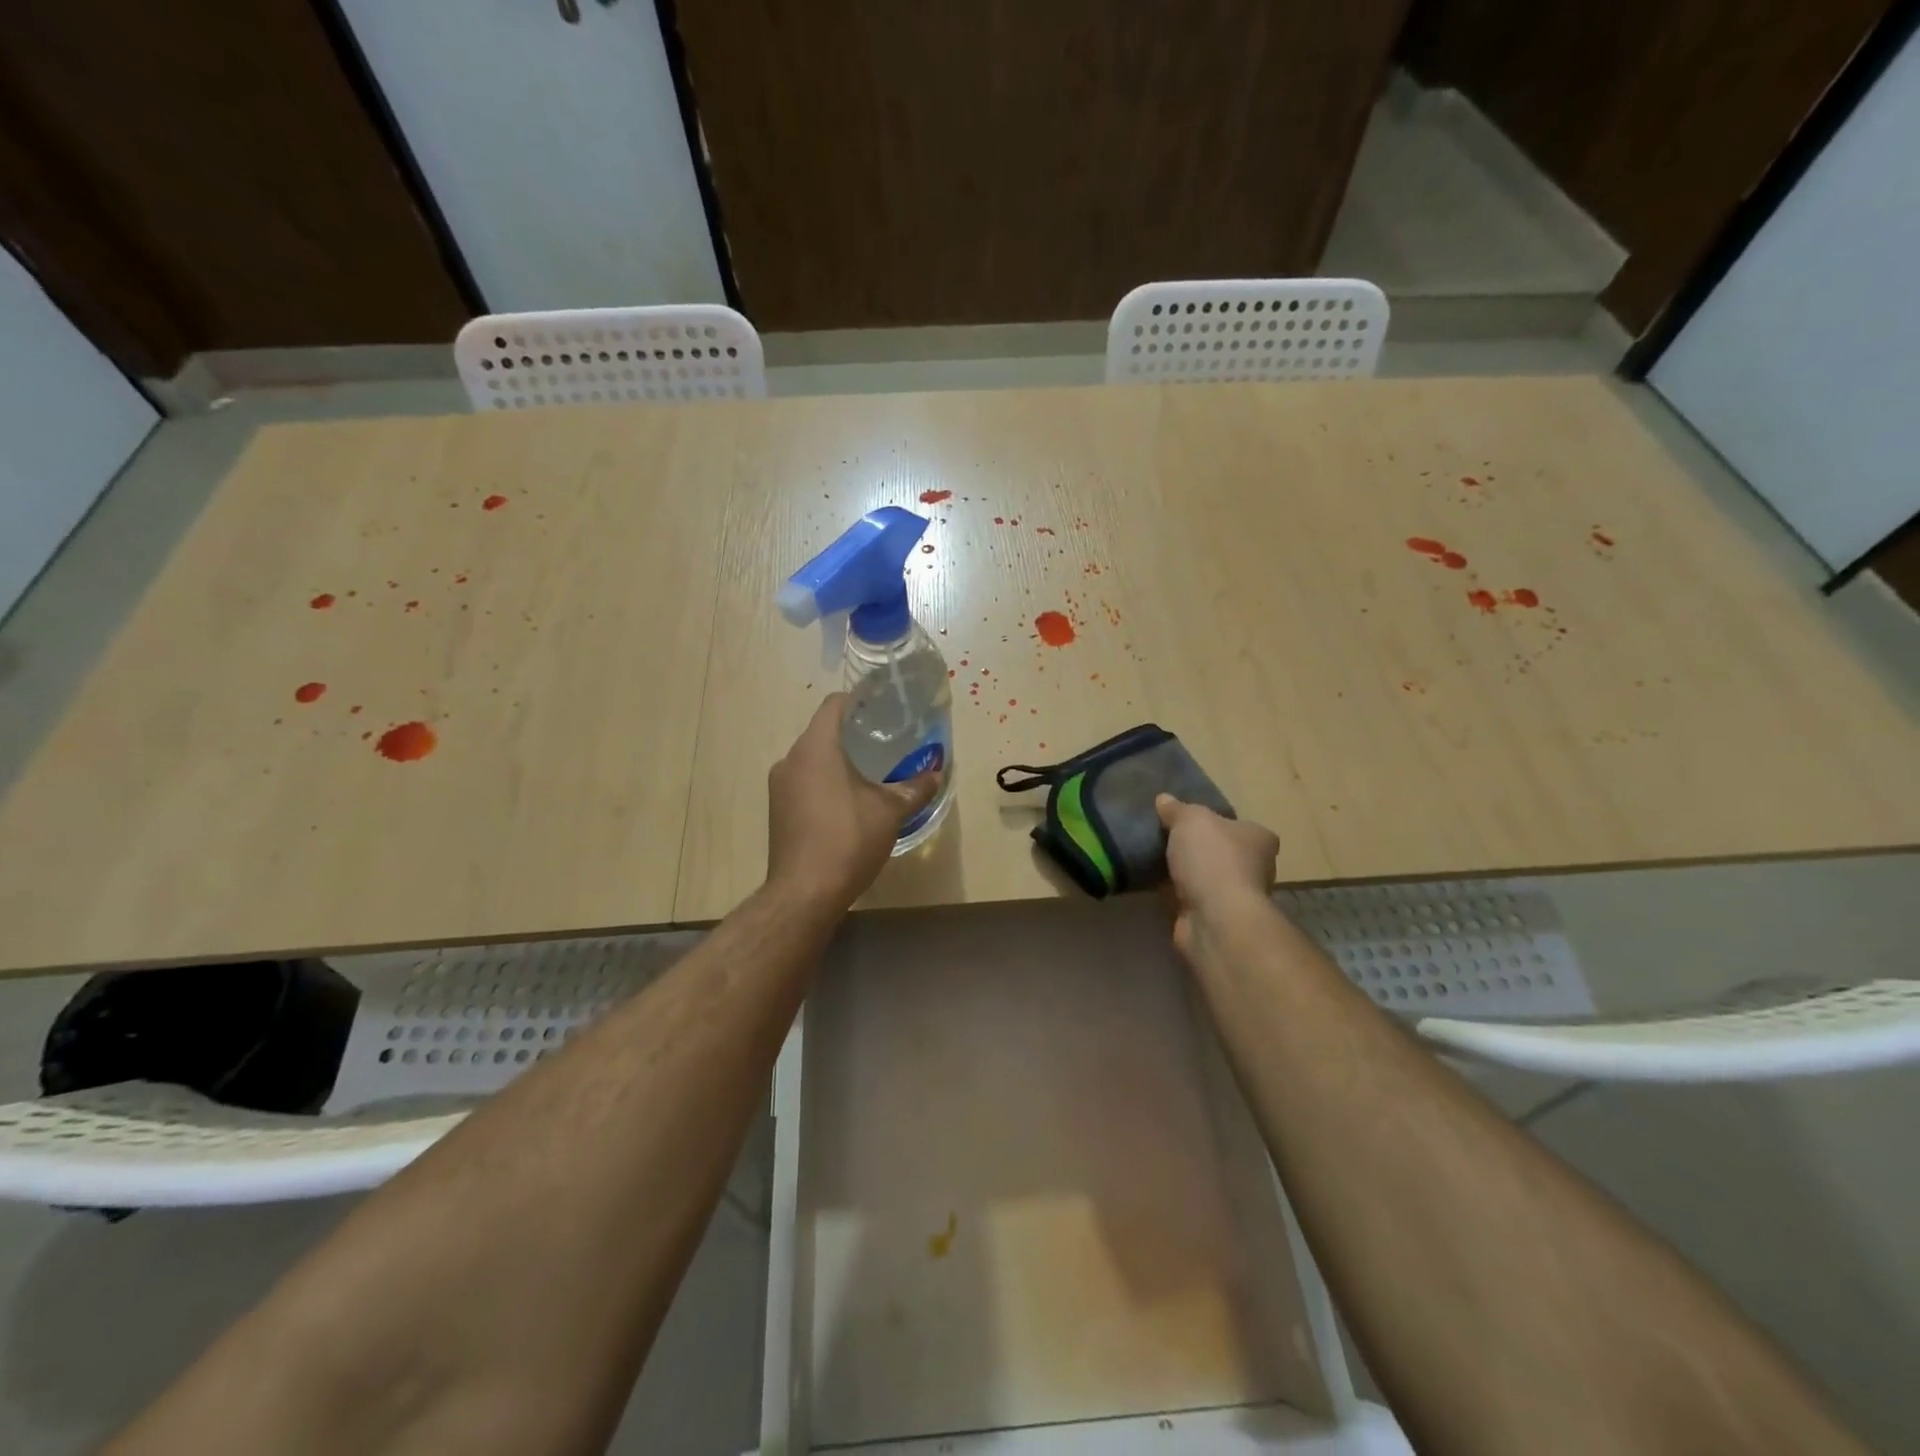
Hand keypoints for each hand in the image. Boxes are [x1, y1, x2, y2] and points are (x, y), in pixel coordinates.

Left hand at [767, 695, 939, 908]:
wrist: (805, 892)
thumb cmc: (848, 839)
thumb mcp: (890, 812)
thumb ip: (914, 788)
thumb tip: (936, 775)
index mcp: (816, 747)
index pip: (834, 705)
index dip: (859, 701)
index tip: (882, 708)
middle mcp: (791, 759)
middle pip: (822, 732)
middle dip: (852, 734)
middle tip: (884, 742)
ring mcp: (779, 786)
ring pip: (812, 759)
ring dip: (838, 761)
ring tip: (870, 772)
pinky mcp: (777, 810)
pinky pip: (804, 783)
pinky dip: (824, 782)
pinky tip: (847, 802)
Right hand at [1156, 794, 1278, 957]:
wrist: (1215, 918)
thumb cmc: (1213, 859)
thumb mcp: (1190, 819)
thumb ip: (1176, 809)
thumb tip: (1164, 799)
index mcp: (1259, 838)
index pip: (1238, 825)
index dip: (1214, 822)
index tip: (1186, 821)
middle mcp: (1255, 867)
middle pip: (1221, 851)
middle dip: (1197, 848)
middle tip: (1164, 838)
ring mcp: (1235, 896)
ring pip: (1204, 876)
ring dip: (1183, 872)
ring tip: (1152, 859)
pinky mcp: (1214, 918)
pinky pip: (1189, 897)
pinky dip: (1174, 892)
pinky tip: (1152, 883)